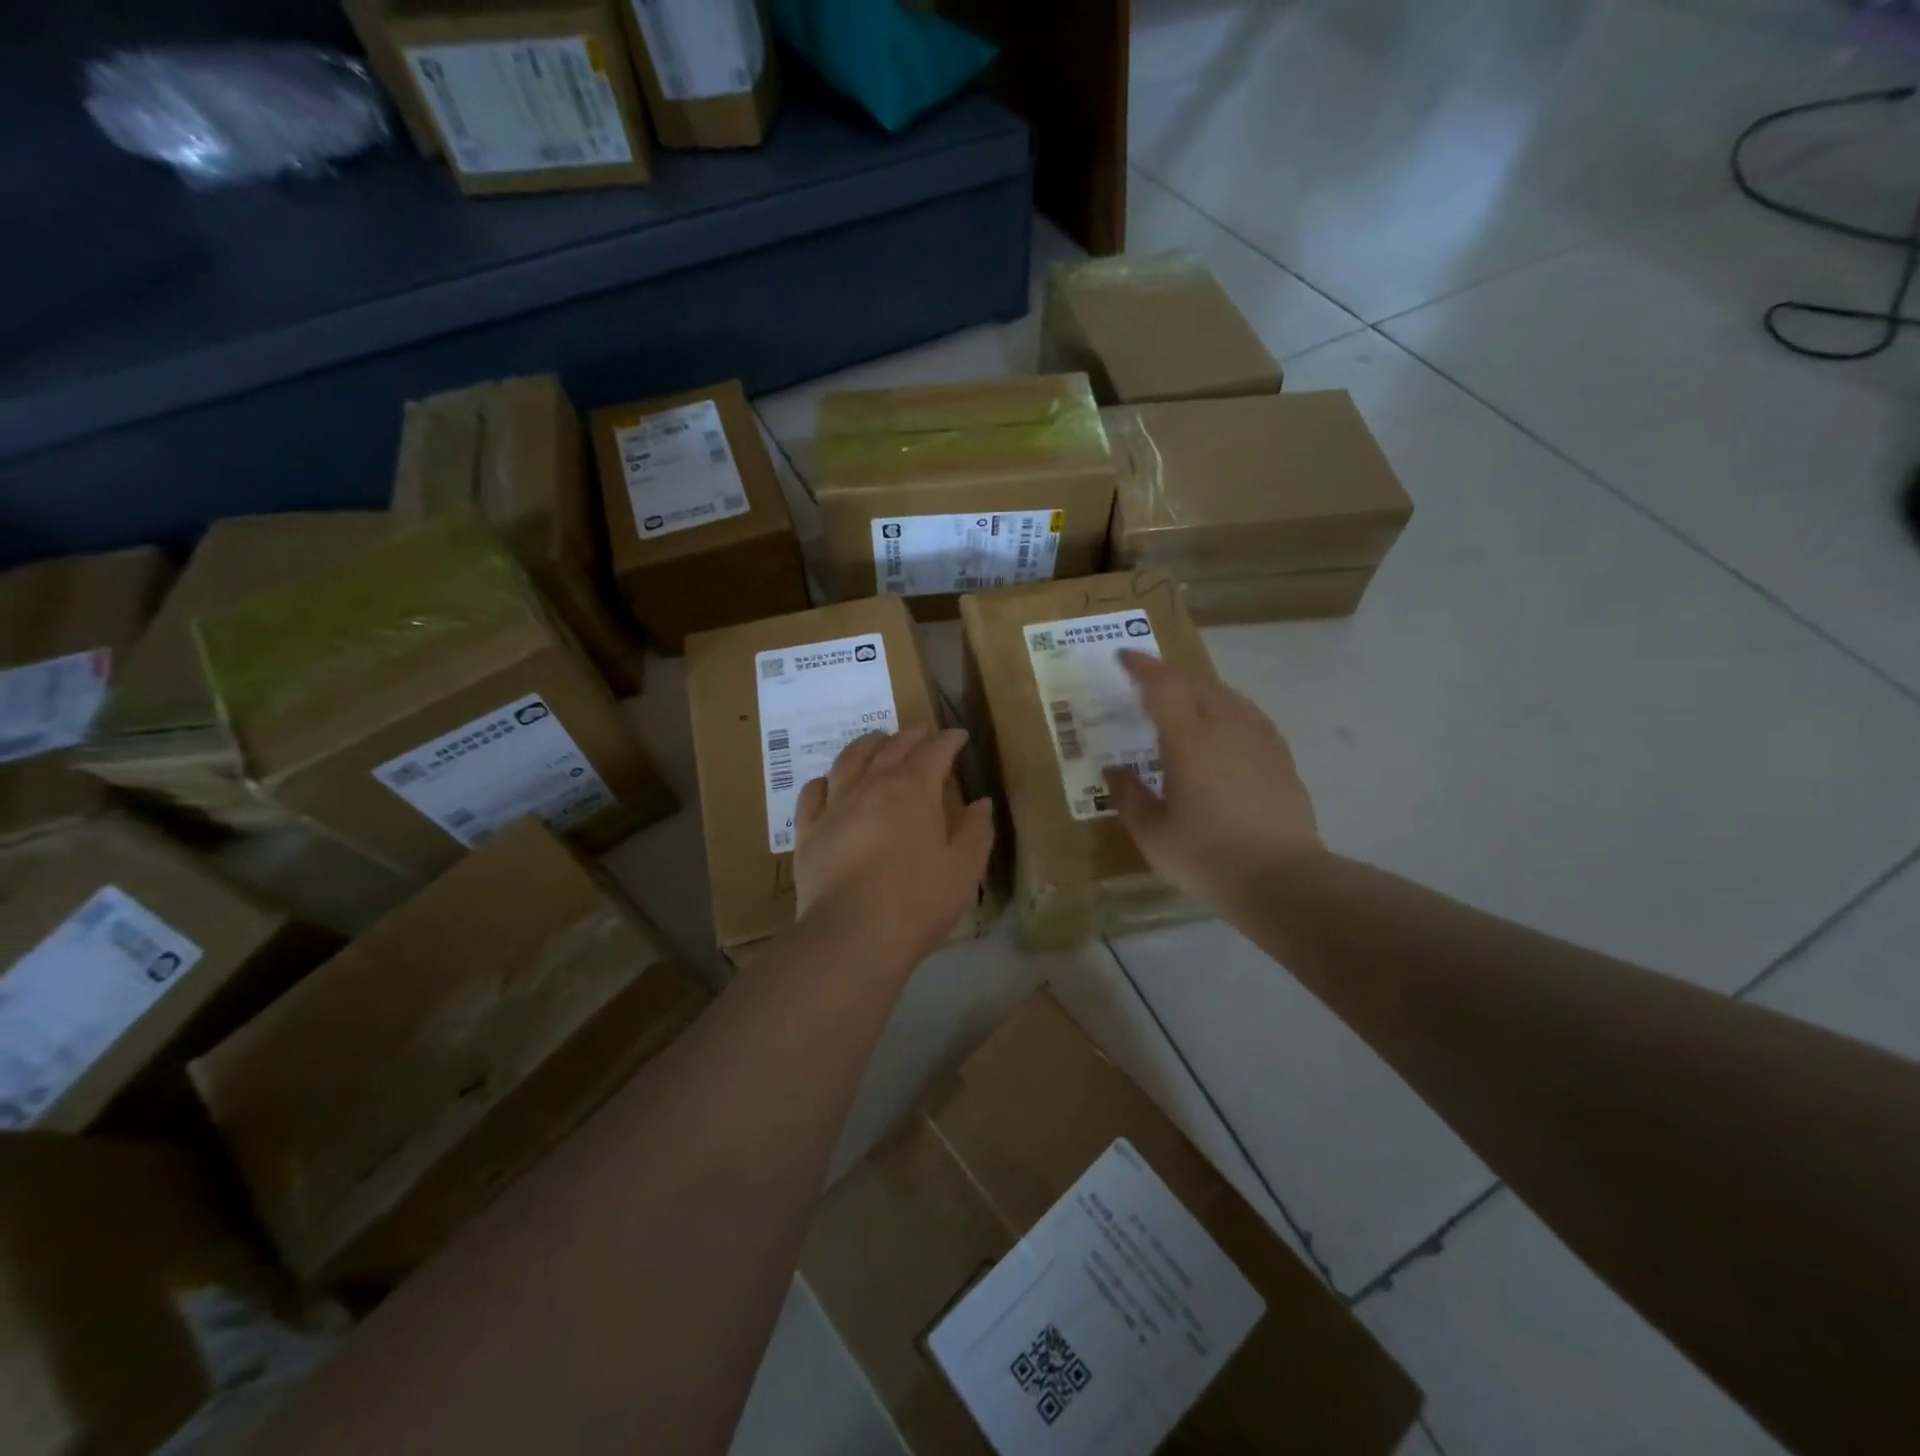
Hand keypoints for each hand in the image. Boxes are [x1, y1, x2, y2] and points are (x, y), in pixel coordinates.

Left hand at [792, 725, 994, 970]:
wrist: (853, 933)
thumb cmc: (918, 900)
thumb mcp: (964, 868)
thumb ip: (976, 831)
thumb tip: (981, 803)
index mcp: (914, 790)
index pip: (935, 752)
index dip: (949, 740)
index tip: (959, 736)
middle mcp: (872, 786)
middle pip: (892, 748)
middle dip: (911, 736)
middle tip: (922, 732)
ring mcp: (835, 805)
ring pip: (849, 760)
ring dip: (867, 745)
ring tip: (876, 741)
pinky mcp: (808, 830)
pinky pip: (813, 792)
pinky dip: (824, 781)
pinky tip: (828, 782)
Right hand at [1104, 650, 1322, 904]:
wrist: (1282, 880)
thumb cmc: (1207, 856)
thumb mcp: (1152, 834)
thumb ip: (1129, 796)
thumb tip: (1115, 771)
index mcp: (1189, 740)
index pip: (1163, 686)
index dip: (1142, 668)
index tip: (1123, 658)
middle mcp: (1227, 727)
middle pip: (1196, 683)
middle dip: (1168, 676)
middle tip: (1147, 682)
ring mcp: (1260, 739)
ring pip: (1227, 695)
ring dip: (1199, 690)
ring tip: (1182, 701)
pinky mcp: (1281, 756)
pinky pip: (1248, 715)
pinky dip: (1226, 709)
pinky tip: (1222, 728)